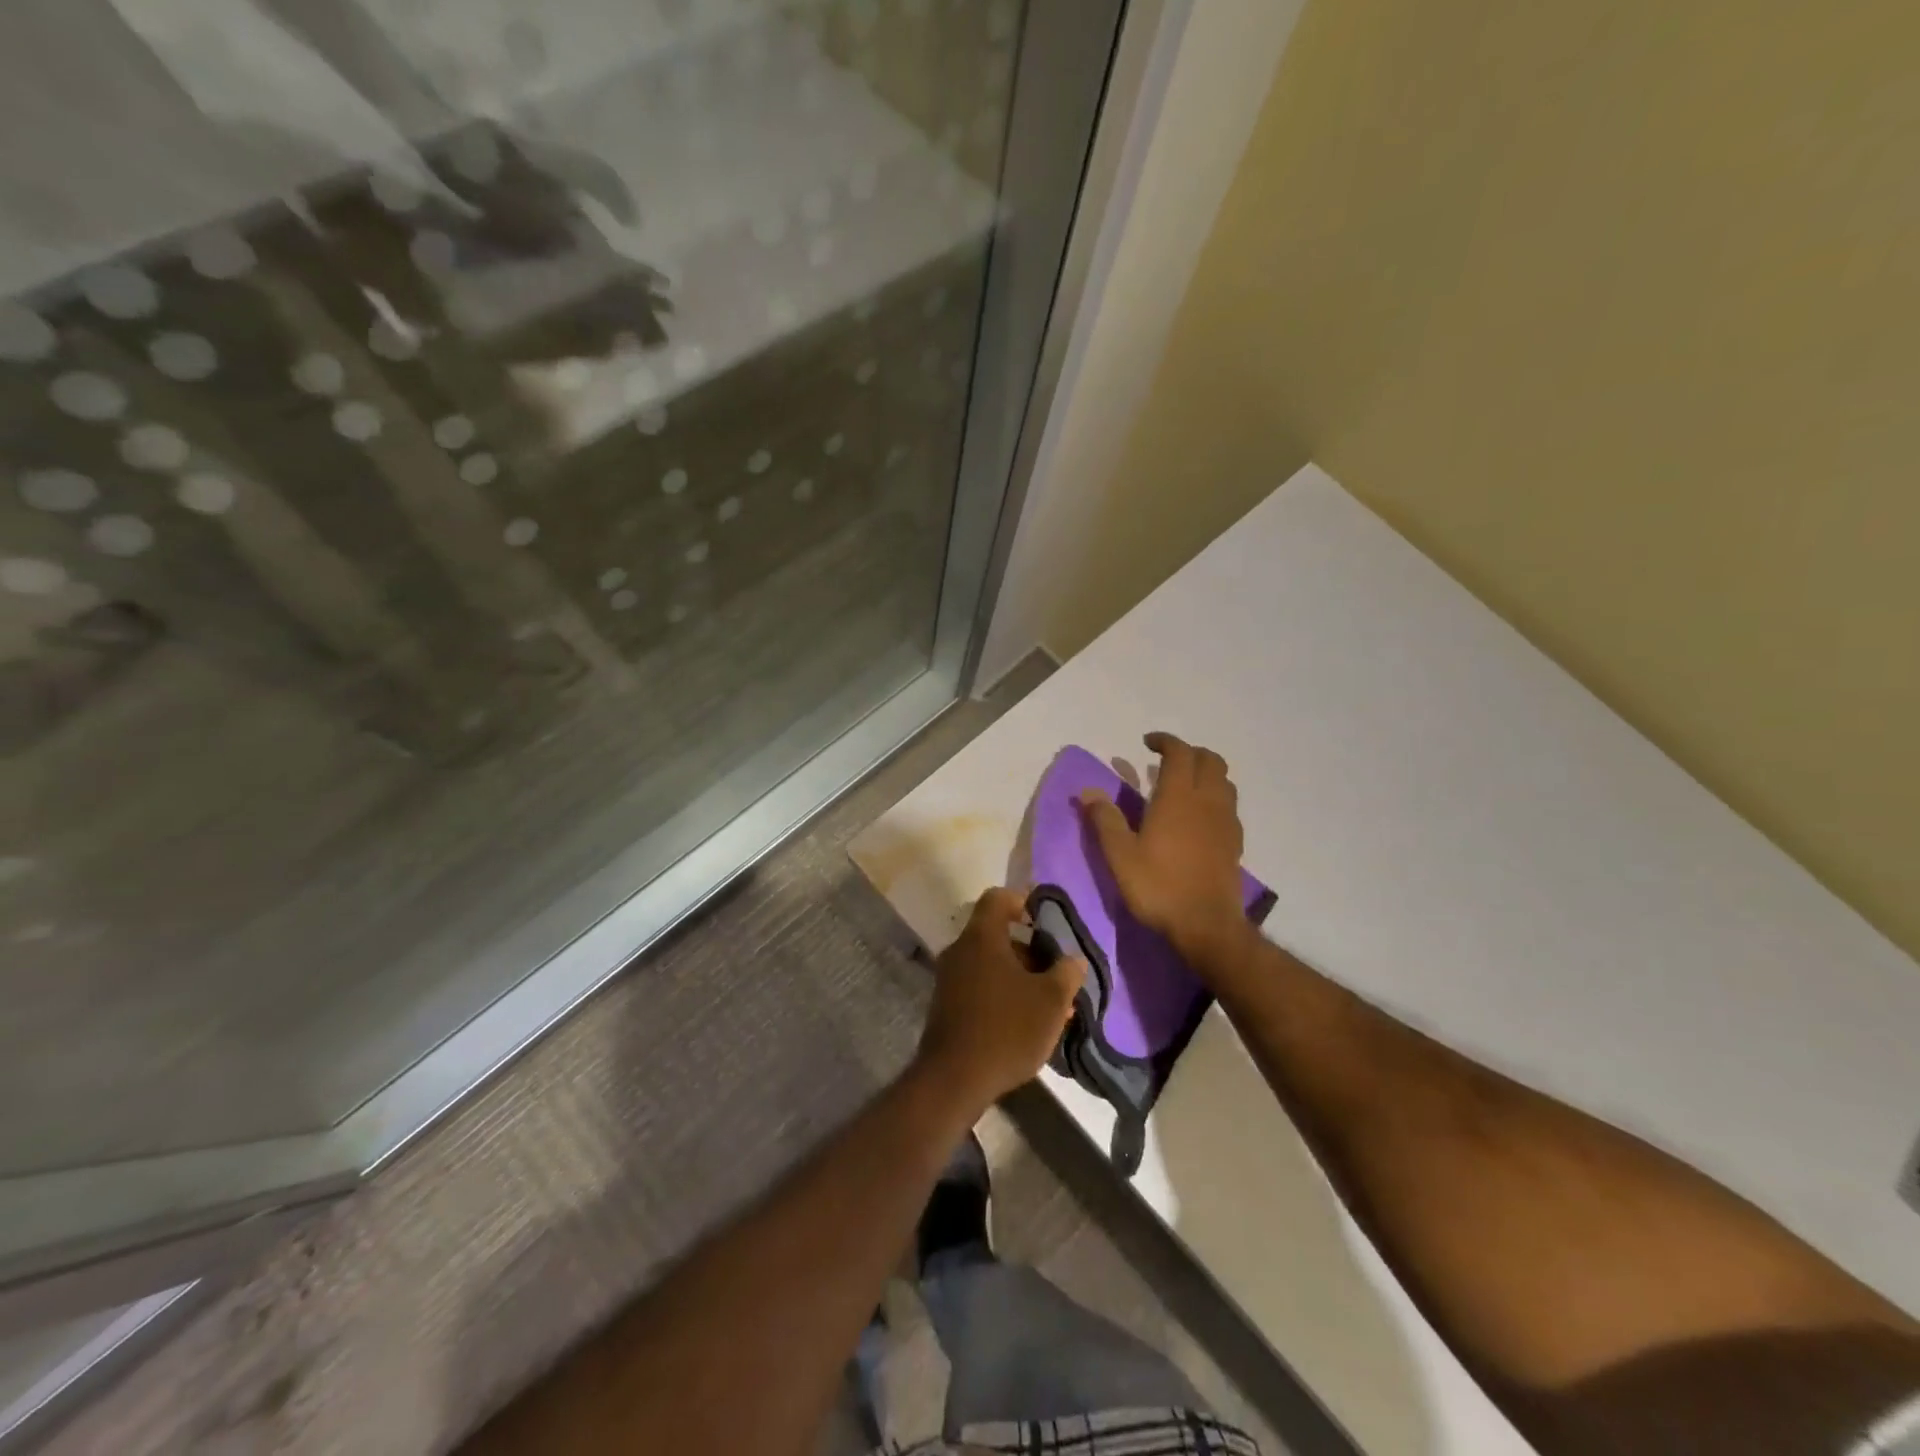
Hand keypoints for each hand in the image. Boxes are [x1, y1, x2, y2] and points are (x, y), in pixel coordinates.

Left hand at [917, 888, 1084, 1110]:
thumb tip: (1072, 959)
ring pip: (991, 964)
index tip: (1045, 919)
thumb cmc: (1007, 1029)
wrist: (953, 1079)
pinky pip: (980, 986)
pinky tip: (1027, 1023)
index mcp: (982, 937)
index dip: (1023, 900)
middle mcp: (960, 950)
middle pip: (997, 935)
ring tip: (1051, 1005)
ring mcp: (949, 979)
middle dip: (1031, 950)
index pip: (998, 898)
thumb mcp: (1050, 1001)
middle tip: (1057, 973)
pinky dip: (1004, 994)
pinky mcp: (947, 1006)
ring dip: (1020, 977)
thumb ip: (1066, 973)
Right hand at [1078, 732, 1251, 969]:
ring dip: (1205, 773)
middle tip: (1166, 760)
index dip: (1165, 742)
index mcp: (1178, 797)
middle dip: (1189, 752)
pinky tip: (1199, 817)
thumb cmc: (1159, 886)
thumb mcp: (1120, 855)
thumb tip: (1088, 792)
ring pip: (1224, 781)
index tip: (1147, 743)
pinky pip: (1229, 805)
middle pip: (1210, 760)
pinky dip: (1214, 797)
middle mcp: (1207, 801)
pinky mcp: (1235, 842)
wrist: (1206, 925)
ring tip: (1183, 785)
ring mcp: (1226, 821)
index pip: (1179, 753)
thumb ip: (1105, 820)